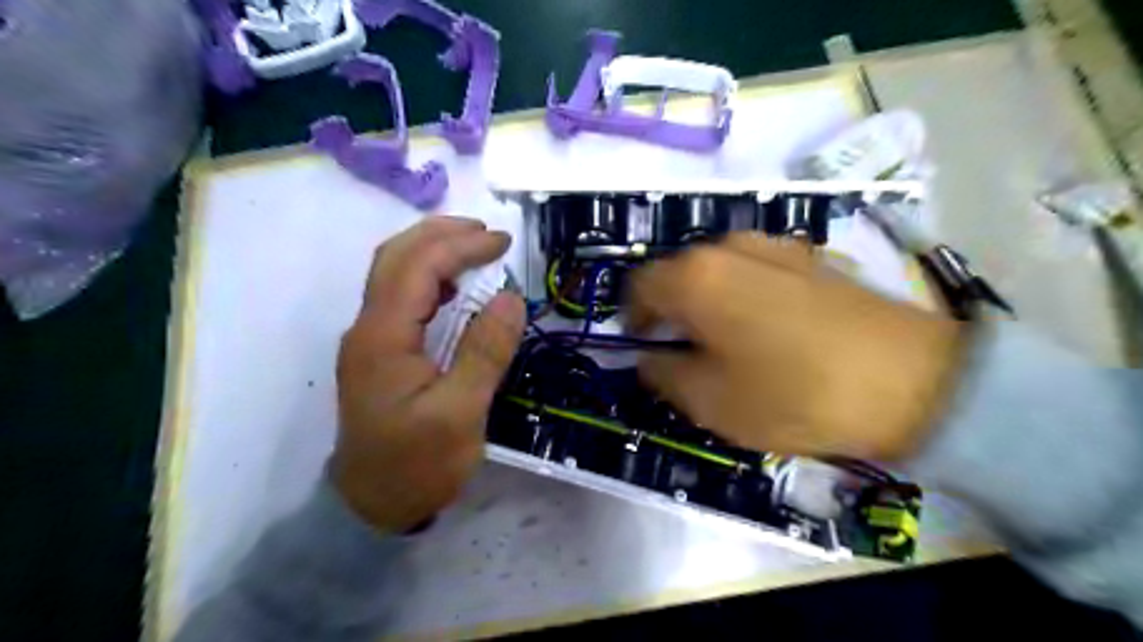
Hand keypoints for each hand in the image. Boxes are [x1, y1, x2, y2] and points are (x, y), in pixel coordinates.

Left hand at [330, 216, 525, 530]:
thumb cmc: (417, 464)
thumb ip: (485, 352)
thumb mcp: (460, 414)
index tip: (504, 242)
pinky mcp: (379, 352)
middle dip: (441, 234)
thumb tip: (511, 297)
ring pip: (393, 273)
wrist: (372, 506)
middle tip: (488, 234)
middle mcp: (368, 328)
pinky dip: (429, 277)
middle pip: (396, 257)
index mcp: (384, 336)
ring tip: (475, 248)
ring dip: (432, 250)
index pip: (419, 267)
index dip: (462, 246)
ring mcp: (370, 339)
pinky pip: (400, 297)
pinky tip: (455, 288)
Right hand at [630, 233, 968, 460]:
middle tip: (685, 349)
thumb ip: (662, 373)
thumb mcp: (709, 401)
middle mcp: (729, 246)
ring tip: (727, 340)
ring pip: (717, 270)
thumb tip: (650, 356)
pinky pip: (755, 270)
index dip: (633, 318)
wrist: (912, 381)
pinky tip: (769, 329)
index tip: (645, 347)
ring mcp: (774, 245)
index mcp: (695, 276)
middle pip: (678, 272)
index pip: (639, 286)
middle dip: (671, 309)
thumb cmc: (793, 395)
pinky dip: (744, 294)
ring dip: (708, 300)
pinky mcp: (810, 256)